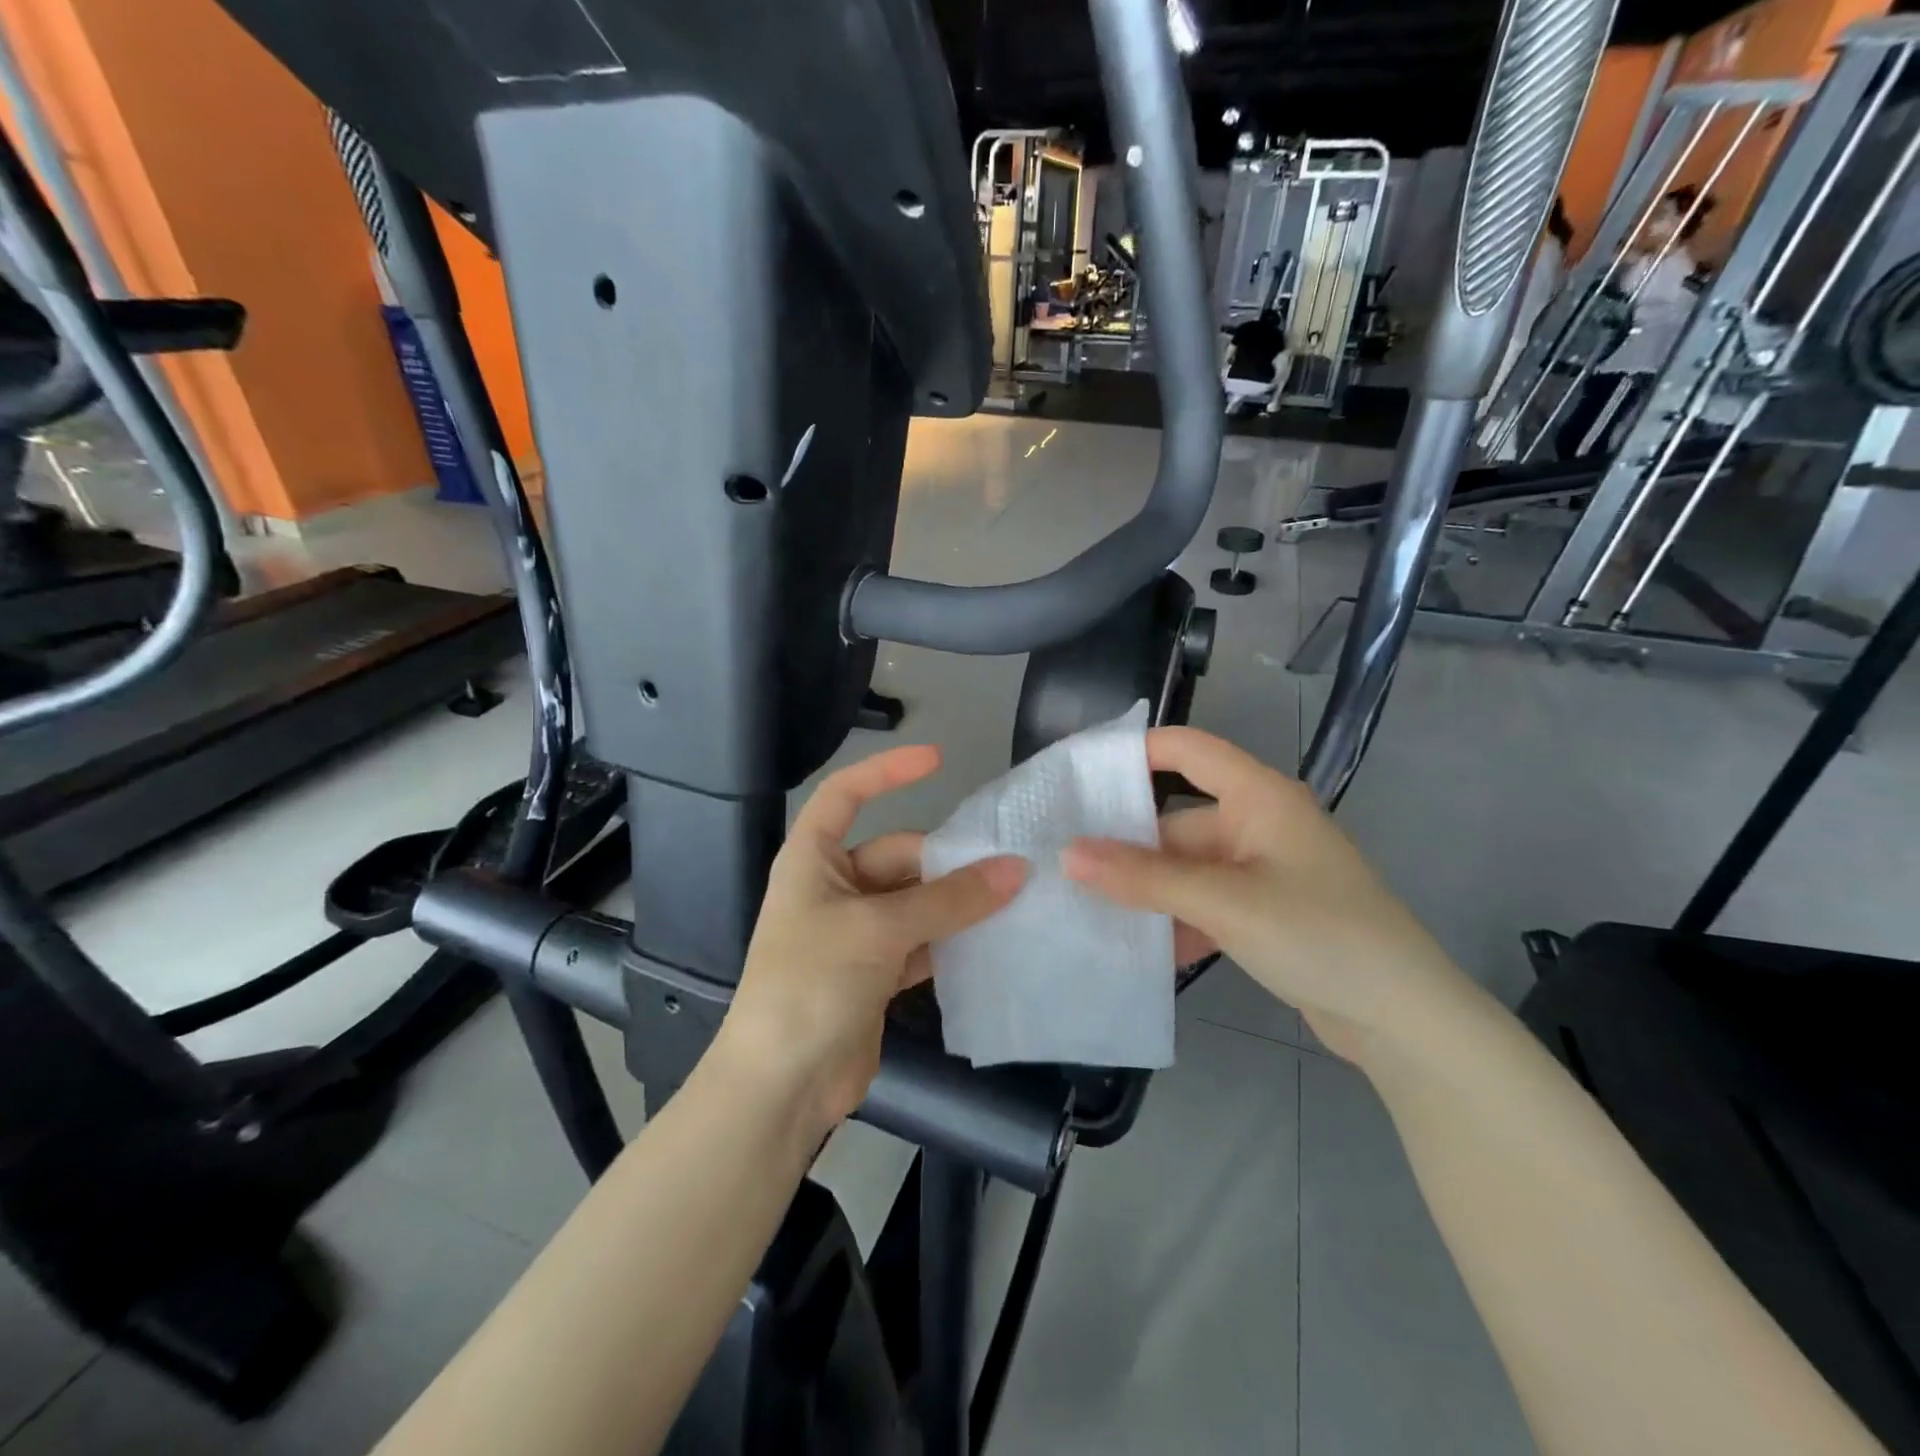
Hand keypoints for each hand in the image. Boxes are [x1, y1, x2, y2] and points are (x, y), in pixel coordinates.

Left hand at [718, 744, 1025, 1133]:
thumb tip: (1015, 869)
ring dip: (956, 904)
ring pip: (915, 902)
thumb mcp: (880, 930)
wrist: (780, 1087)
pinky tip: (991, 942)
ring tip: (1014, 900)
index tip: (938, 760)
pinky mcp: (875, 973)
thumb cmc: (811, 984)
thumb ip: (950, 900)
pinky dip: (950, 941)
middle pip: (898, 856)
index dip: (887, 771)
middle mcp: (833, 888)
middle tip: (1009, 867)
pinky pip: (921, 942)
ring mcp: (855, 933)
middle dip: (947, 863)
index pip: (845, 795)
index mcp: (813, 860)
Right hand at [1062, 728, 1477, 1062]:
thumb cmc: (1320, 934)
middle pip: (1176, 819)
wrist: (1405, 1019)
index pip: (1186, 749)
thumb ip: (1144, 878)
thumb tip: (1068, 854)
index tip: (1075, 777)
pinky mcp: (1263, 912)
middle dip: (1126, 846)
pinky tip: (1137, 948)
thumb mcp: (1225, 902)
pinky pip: (1204, 903)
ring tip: (1086, 909)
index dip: (1132, 752)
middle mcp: (1258, 824)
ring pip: (1185, 868)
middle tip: (1064, 866)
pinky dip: (1175, 920)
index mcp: (1258, 797)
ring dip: (1146, 891)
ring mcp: (1261, 871)